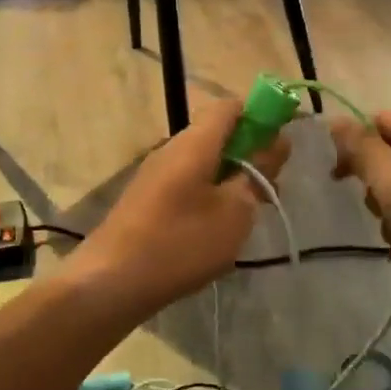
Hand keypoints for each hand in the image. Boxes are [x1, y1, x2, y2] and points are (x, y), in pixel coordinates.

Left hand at [69, 99, 291, 316]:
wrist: (110, 283)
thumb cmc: (181, 243)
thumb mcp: (235, 211)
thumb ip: (258, 173)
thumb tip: (277, 142)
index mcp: (195, 143)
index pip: (229, 107)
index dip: (259, 115)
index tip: (280, 144)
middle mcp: (171, 149)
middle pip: (216, 134)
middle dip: (248, 153)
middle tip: (269, 188)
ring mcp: (154, 175)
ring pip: (202, 161)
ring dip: (230, 178)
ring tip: (247, 213)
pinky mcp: (145, 200)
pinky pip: (186, 183)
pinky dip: (208, 195)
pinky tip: (215, 229)